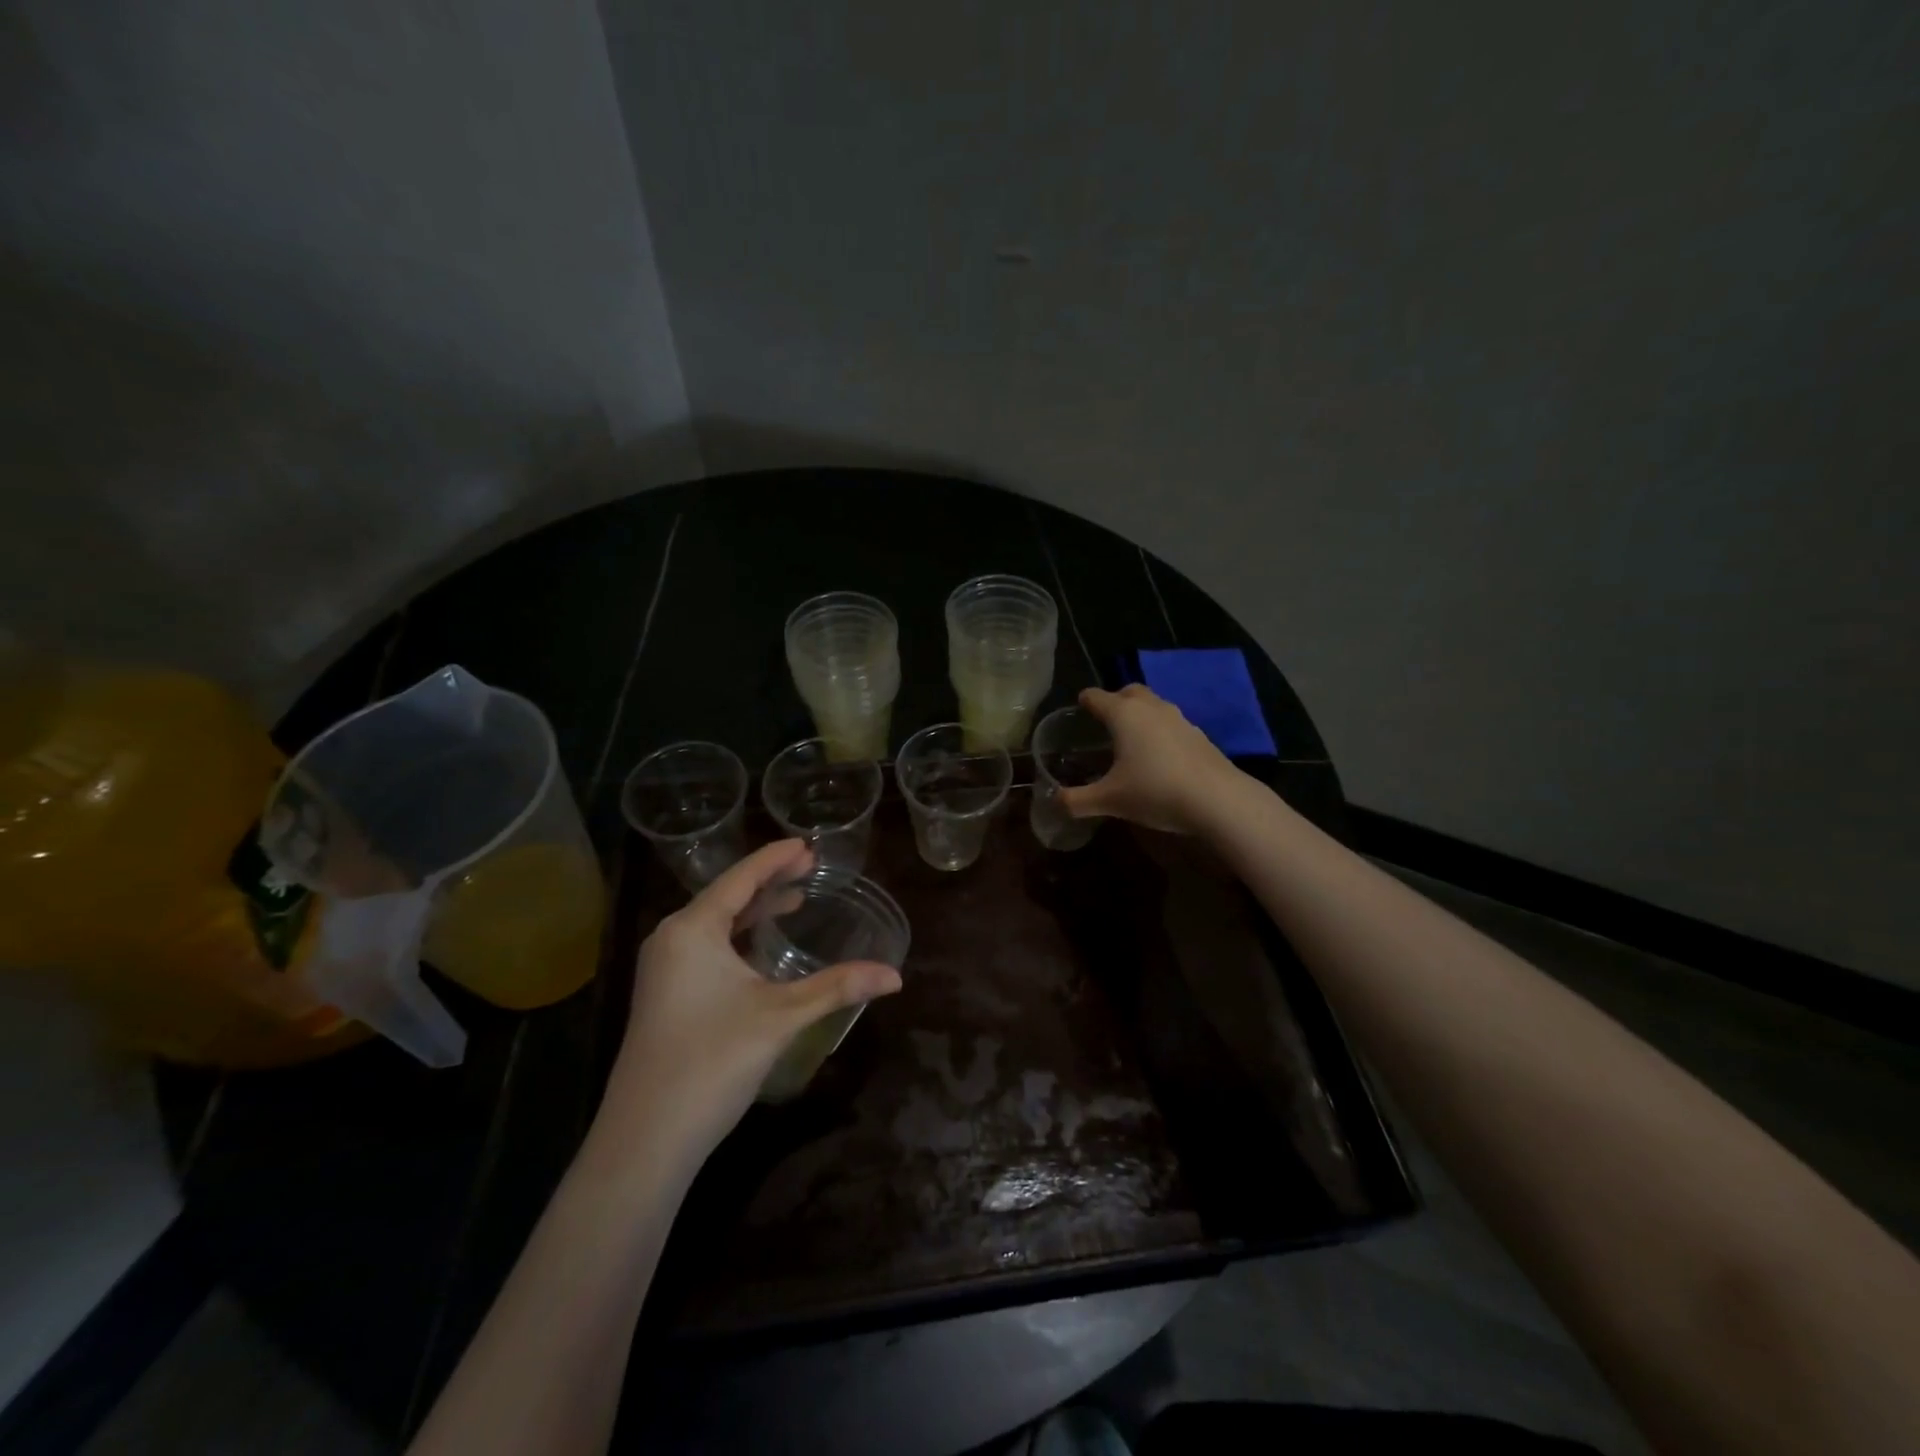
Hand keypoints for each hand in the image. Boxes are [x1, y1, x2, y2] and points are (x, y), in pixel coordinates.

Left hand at [604, 840, 901, 1163]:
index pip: (740, 878)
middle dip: (769, 880)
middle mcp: (672, 939)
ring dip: (754, 910)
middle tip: (810, 866)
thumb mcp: (780, 1017)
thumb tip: (896, 975)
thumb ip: (837, 987)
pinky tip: (761, 948)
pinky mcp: (665, 995)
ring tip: (794, 898)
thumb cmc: (712, 1061)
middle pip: (727, 895)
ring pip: (716, 923)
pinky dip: (739, 937)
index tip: (808, 844)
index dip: (775, 859)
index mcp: (692, 929)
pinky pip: (707, 947)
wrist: (645, 1139)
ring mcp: (664, 969)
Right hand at [1057, 684, 1243, 835]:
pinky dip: (1160, 732)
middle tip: (1104, 722)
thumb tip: (1053, 802)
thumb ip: (1076, 800)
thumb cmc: (1155, 792)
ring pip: (1154, 706)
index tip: (1077, 711)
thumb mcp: (1109, 800)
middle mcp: (1151, 708)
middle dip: (1114, 701)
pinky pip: (1172, 724)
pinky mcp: (1199, 735)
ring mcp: (1179, 719)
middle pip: (1129, 692)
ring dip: (1140, 715)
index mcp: (1123, 714)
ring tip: (1130, 740)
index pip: (1096, 697)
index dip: (1083, 702)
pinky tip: (1159, 758)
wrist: (1218, 800)